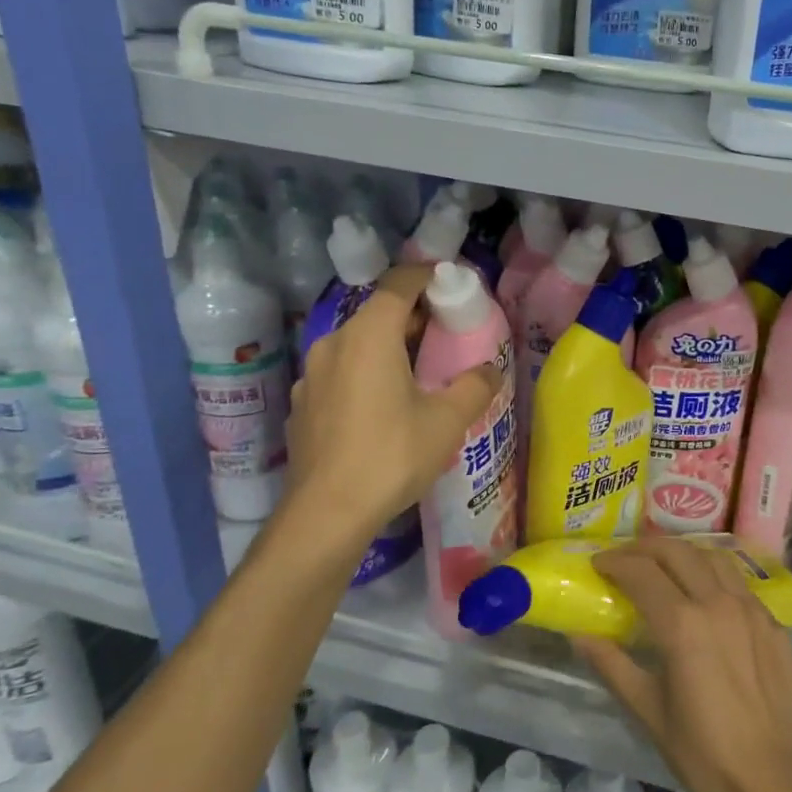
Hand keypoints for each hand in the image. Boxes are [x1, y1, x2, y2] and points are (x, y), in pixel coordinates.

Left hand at [282, 264, 498, 538]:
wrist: (326, 514)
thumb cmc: (391, 455)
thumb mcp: (447, 421)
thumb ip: (474, 386)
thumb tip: (488, 370)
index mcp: (369, 335)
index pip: (399, 284)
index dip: (427, 277)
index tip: (452, 285)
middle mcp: (334, 344)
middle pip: (377, 313)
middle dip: (414, 316)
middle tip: (446, 333)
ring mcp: (312, 375)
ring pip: (357, 345)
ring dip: (388, 347)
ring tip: (418, 373)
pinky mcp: (303, 405)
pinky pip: (341, 373)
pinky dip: (366, 374)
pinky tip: (383, 407)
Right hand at [573, 540, 791, 791]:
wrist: (772, 782)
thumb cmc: (703, 753)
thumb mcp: (648, 710)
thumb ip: (612, 665)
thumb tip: (578, 635)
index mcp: (682, 624)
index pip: (641, 573)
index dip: (615, 562)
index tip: (598, 565)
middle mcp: (718, 603)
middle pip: (677, 552)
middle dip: (645, 548)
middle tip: (625, 559)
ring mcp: (751, 609)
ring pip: (713, 557)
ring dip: (682, 554)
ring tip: (663, 567)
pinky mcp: (772, 623)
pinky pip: (739, 583)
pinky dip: (714, 575)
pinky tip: (705, 596)